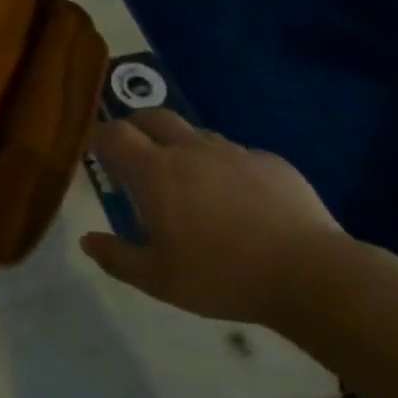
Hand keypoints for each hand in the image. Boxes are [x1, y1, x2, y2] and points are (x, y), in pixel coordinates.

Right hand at [81, 111, 345, 324]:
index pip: (114, 134)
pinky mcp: (270, 161)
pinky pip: (235, 154)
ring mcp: (233, 151)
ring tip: (185, 179)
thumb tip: (88, 240)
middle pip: (152, 117)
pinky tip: (235, 199)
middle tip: (132, 152)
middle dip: (135, 126)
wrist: (309, 273)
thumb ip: (117, 258)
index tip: (92, 149)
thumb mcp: (159, 280)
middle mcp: (190, 149)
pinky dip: (222, 166)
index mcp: (156, 171)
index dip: (98, 136)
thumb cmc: (222, 276)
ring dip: (179, 146)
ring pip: (195, 134)